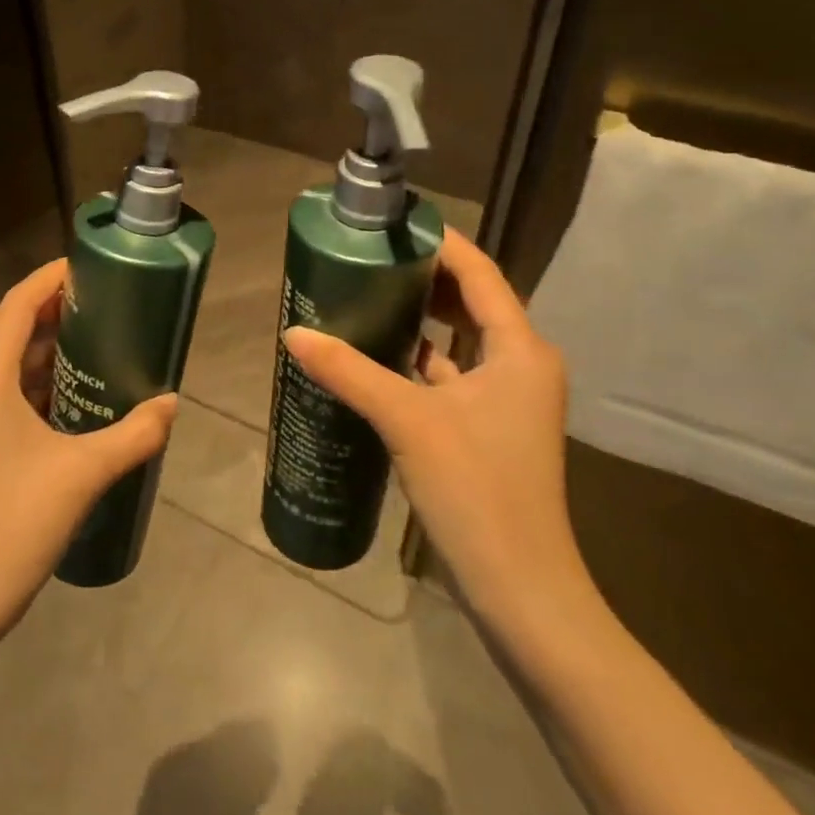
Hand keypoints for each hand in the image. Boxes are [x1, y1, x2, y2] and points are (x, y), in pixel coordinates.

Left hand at [0, 258, 177, 648]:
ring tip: (90, 336)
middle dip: (47, 306)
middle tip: (97, 300)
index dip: (47, 280)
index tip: (86, 267)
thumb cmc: (16, 524)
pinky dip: (32, 375)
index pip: (14, 307)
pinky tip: (70, 389)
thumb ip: (134, 433)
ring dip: (40, 342)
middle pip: (4, 326)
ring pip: (0, 358)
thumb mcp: (84, 473)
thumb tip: (171, 403)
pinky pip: (0, 388)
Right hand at [284, 229, 589, 633]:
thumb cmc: (477, 490)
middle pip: (470, 303)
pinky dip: (417, 362)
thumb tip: (293, 332)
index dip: (440, 242)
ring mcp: (505, 401)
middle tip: (368, 259)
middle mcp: (520, 366)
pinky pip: (449, 378)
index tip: (393, 224)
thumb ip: (349, 371)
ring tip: (364, 298)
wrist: (520, 590)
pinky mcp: (486, 431)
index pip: (479, 273)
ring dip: (418, 320)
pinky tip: (374, 360)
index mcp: (519, 350)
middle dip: (422, 278)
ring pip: (458, 342)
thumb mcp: (407, 421)